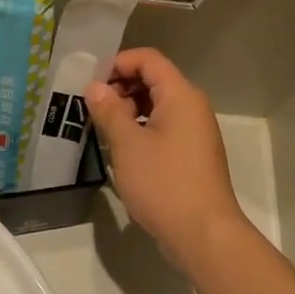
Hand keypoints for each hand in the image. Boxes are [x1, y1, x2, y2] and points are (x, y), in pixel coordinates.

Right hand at [82, 48, 246, 268]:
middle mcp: (192, 107)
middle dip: (121, 87)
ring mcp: (195, 132)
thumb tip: (94, 87)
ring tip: (104, 130)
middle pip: (154, 80)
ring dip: (129, 110)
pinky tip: (122, 150)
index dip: (117, 63)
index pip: (148, 59)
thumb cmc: (164, 183)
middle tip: (93, 109)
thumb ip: (109, 111)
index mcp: (180, 95)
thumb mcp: (127, 145)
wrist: (203, 234)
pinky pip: (164, 127)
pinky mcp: (192, 154)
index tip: (91, 83)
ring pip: (158, 106)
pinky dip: (142, 129)